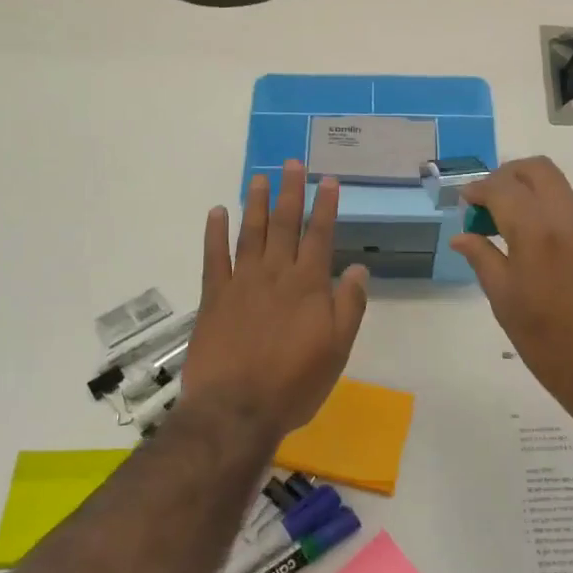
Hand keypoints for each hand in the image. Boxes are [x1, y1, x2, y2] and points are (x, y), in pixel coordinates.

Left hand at [181, 160, 369, 446]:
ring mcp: (241, 283)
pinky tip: (217, 212)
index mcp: (308, 286)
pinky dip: (215, 233)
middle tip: (291, 163)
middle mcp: (275, 274)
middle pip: (284, 224)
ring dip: (255, 203)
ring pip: (250, 233)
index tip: (328, 180)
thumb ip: (349, 306)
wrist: (236, 409)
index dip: (325, 206)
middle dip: (290, 192)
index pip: (320, 236)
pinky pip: (214, 257)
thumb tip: (359, 268)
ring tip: (259, 177)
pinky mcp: (214, 297)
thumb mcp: (338, 350)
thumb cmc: (294, 384)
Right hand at [451, 157, 572, 429]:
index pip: (503, 187)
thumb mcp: (505, 301)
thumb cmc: (548, 342)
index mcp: (539, 231)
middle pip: (538, 170)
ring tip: (508, 227)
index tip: (464, 202)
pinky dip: (550, 215)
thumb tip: (462, 236)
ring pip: (559, 190)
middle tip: (487, 202)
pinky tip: (537, 249)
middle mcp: (571, 219)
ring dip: (530, 195)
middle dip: (507, 177)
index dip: (478, 189)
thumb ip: (483, 259)